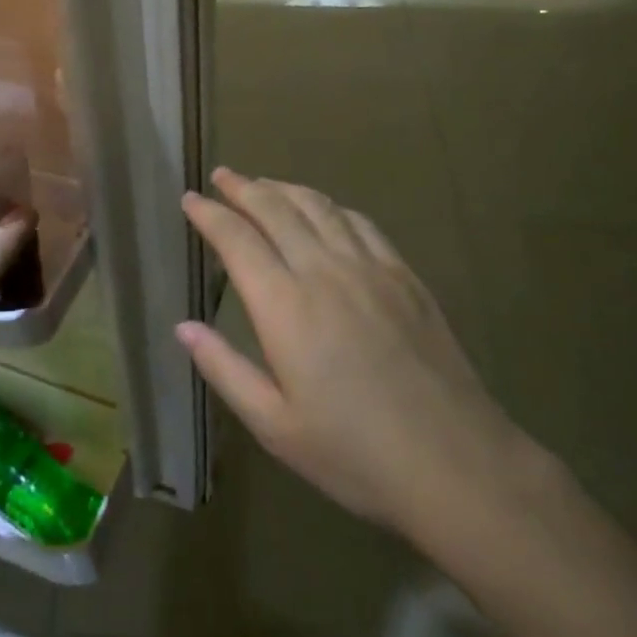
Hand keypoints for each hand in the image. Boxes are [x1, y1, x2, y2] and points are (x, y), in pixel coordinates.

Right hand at [177, 168, 543, 538]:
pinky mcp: (403, 275)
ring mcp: (368, 267)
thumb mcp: (275, 426)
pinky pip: (360, 223)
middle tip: (222, 175)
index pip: (237, 239)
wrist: (453, 461)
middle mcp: (323, 271)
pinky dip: (331, 207)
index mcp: (284, 306)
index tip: (190, 198)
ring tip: (264, 184)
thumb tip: (183, 327)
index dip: (209, 214)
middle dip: (243, 188)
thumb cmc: (354, 454)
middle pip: (276, 209)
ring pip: (318, 207)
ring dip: (284, 188)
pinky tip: (325, 210)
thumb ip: (225, 369)